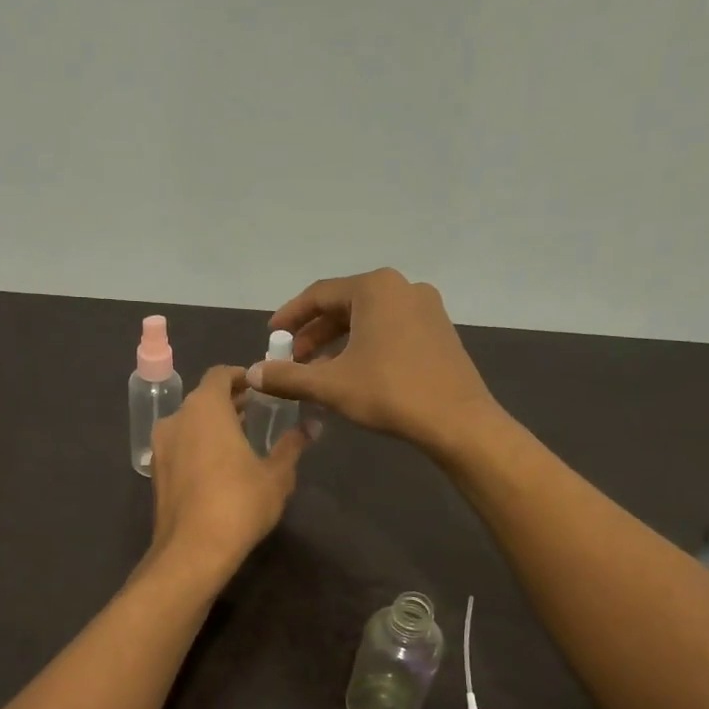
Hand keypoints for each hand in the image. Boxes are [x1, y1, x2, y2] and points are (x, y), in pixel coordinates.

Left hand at [147, 366, 306, 583]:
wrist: (192, 551)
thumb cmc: (239, 503)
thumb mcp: (277, 476)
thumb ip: (292, 446)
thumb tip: (311, 426)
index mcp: (205, 407)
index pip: (221, 374)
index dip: (242, 377)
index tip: (261, 388)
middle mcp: (177, 418)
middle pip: (203, 398)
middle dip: (229, 403)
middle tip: (256, 413)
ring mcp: (161, 446)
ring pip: (189, 423)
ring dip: (212, 425)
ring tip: (240, 441)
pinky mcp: (156, 472)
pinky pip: (180, 446)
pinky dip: (198, 446)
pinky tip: (219, 468)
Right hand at [248, 269, 498, 455]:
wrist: (457, 421)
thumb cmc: (390, 393)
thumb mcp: (330, 385)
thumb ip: (287, 376)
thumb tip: (251, 374)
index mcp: (375, 288)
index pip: (319, 295)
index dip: (290, 317)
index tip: (271, 337)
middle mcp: (402, 287)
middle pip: (344, 305)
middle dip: (314, 333)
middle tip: (292, 359)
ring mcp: (426, 308)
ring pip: (368, 319)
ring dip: (338, 342)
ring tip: (317, 370)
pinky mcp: (438, 331)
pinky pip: (390, 330)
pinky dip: (364, 346)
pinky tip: (352, 373)